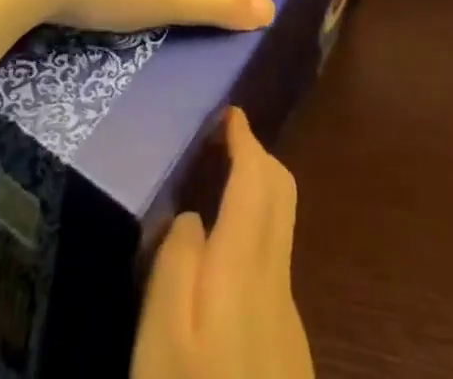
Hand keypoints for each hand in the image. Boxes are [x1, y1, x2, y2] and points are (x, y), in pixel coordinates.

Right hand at [133, 108, 313, 378]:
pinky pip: (274, 261)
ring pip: (280, 225)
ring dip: (257, 193)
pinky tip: (222, 260)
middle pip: (282, 191)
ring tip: (216, 193)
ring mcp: (289, 309)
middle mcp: (277, 274)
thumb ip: (175, 264)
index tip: (228, 111)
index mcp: (245, 260)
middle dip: (257, 156)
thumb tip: (190, 217)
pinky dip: (255, 233)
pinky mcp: (289, 342)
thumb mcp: (163, 333)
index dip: (245, 137)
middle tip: (220, 144)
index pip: (257, 175)